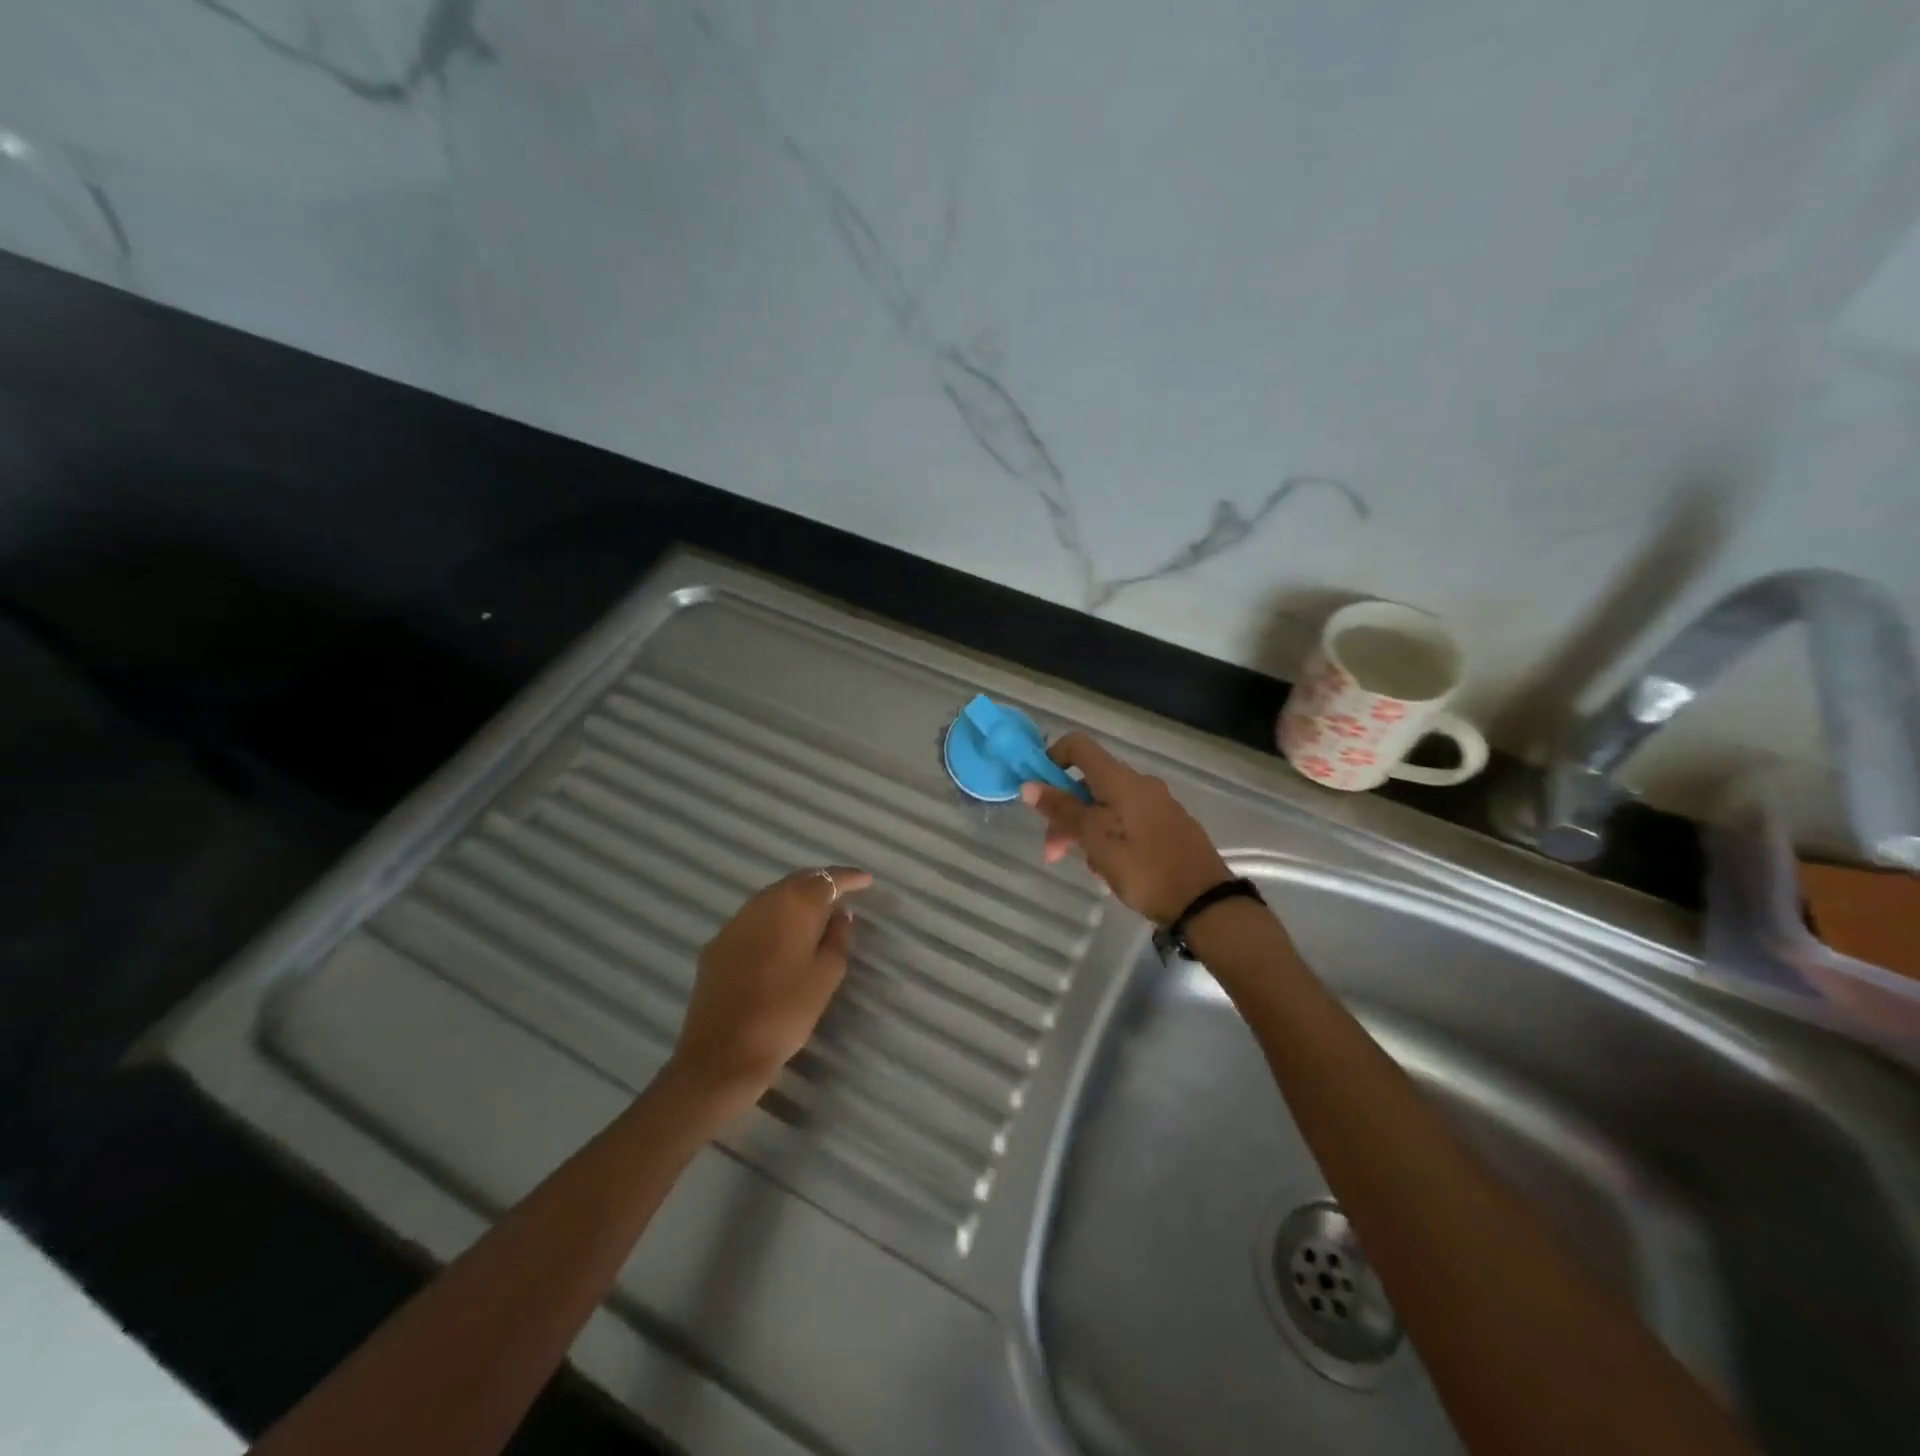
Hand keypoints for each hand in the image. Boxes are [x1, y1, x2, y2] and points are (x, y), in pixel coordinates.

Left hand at [667, 866, 872, 1110]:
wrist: (723, 1052)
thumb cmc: (785, 1012)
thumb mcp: (826, 976)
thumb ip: (837, 938)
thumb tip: (840, 914)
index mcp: (794, 906)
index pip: (827, 879)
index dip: (849, 878)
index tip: (867, 880)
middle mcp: (762, 903)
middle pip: (796, 881)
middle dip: (821, 884)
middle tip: (843, 895)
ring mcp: (735, 922)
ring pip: (772, 897)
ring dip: (795, 900)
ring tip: (815, 915)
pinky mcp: (717, 944)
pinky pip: (753, 918)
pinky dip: (773, 919)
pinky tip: (781, 937)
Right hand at [1021, 732, 1231, 925]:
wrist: (1205, 903)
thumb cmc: (1146, 870)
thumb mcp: (1097, 842)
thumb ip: (1064, 811)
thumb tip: (1029, 785)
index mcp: (1122, 781)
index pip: (1078, 746)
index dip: (1052, 759)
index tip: (1038, 792)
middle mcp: (1140, 784)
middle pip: (1089, 783)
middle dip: (1065, 813)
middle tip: (1053, 853)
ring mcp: (1157, 804)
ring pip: (1106, 806)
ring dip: (1086, 832)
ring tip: (1091, 870)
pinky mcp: (1168, 825)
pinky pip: (1126, 821)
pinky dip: (1109, 838)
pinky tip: (1111, 871)